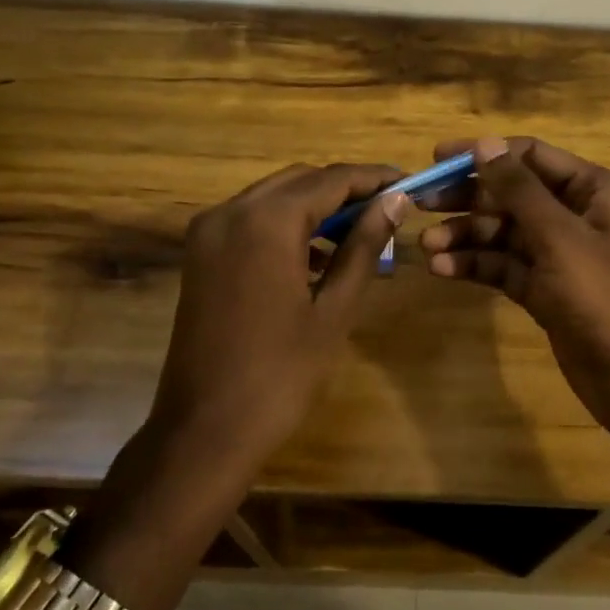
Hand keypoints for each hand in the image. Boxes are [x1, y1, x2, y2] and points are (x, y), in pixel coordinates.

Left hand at [151, 163, 408, 469]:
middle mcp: (231, 211)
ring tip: (360, 232)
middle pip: (300, 180)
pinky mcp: (200, 254)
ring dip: (315, 205)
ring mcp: (209, 231)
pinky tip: (316, 255)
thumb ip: (364, 245)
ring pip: (274, 197)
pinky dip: (286, 225)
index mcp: (266, 221)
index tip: (410, 183)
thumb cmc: (281, 374)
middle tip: (389, 208)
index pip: (332, 179)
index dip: (374, 178)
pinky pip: (251, 220)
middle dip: (345, 189)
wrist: (205, 431)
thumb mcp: (334, 308)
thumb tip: (396, 200)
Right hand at [418, 136, 609, 436]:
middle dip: (467, 197)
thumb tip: (485, 143)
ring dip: (465, 235)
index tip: (438, 157)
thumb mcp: (560, 238)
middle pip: (511, 193)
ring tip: (427, 246)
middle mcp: (575, 214)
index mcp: (592, 190)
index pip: (530, 155)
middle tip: (421, 202)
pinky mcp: (544, 287)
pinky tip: (442, 269)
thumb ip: (519, 190)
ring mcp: (558, 253)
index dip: (484, 153)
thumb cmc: (605, 298)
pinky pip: (503, 265)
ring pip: (502, 231)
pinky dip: (475, 265)